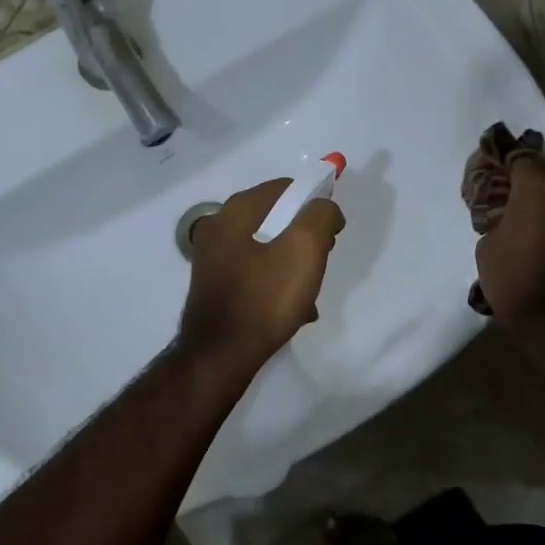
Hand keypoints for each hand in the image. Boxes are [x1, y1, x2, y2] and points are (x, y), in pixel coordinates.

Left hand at [180, 178, 345, 370]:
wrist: (221, 356)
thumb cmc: (264, 298)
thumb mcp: (305, 249)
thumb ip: (320, 216)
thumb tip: (325, 206)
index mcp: (234, 212)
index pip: (284, 188)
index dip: (314, 202)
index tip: (333, 232)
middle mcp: (217, 229)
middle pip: (274, 219)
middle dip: (304, 238)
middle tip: (322, 261)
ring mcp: (212, 261)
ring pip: (267, 250)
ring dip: (293, 267)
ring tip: (309, 295)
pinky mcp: (215, 288)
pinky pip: (255, 276)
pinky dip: (276, 286)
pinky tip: (293, 312)